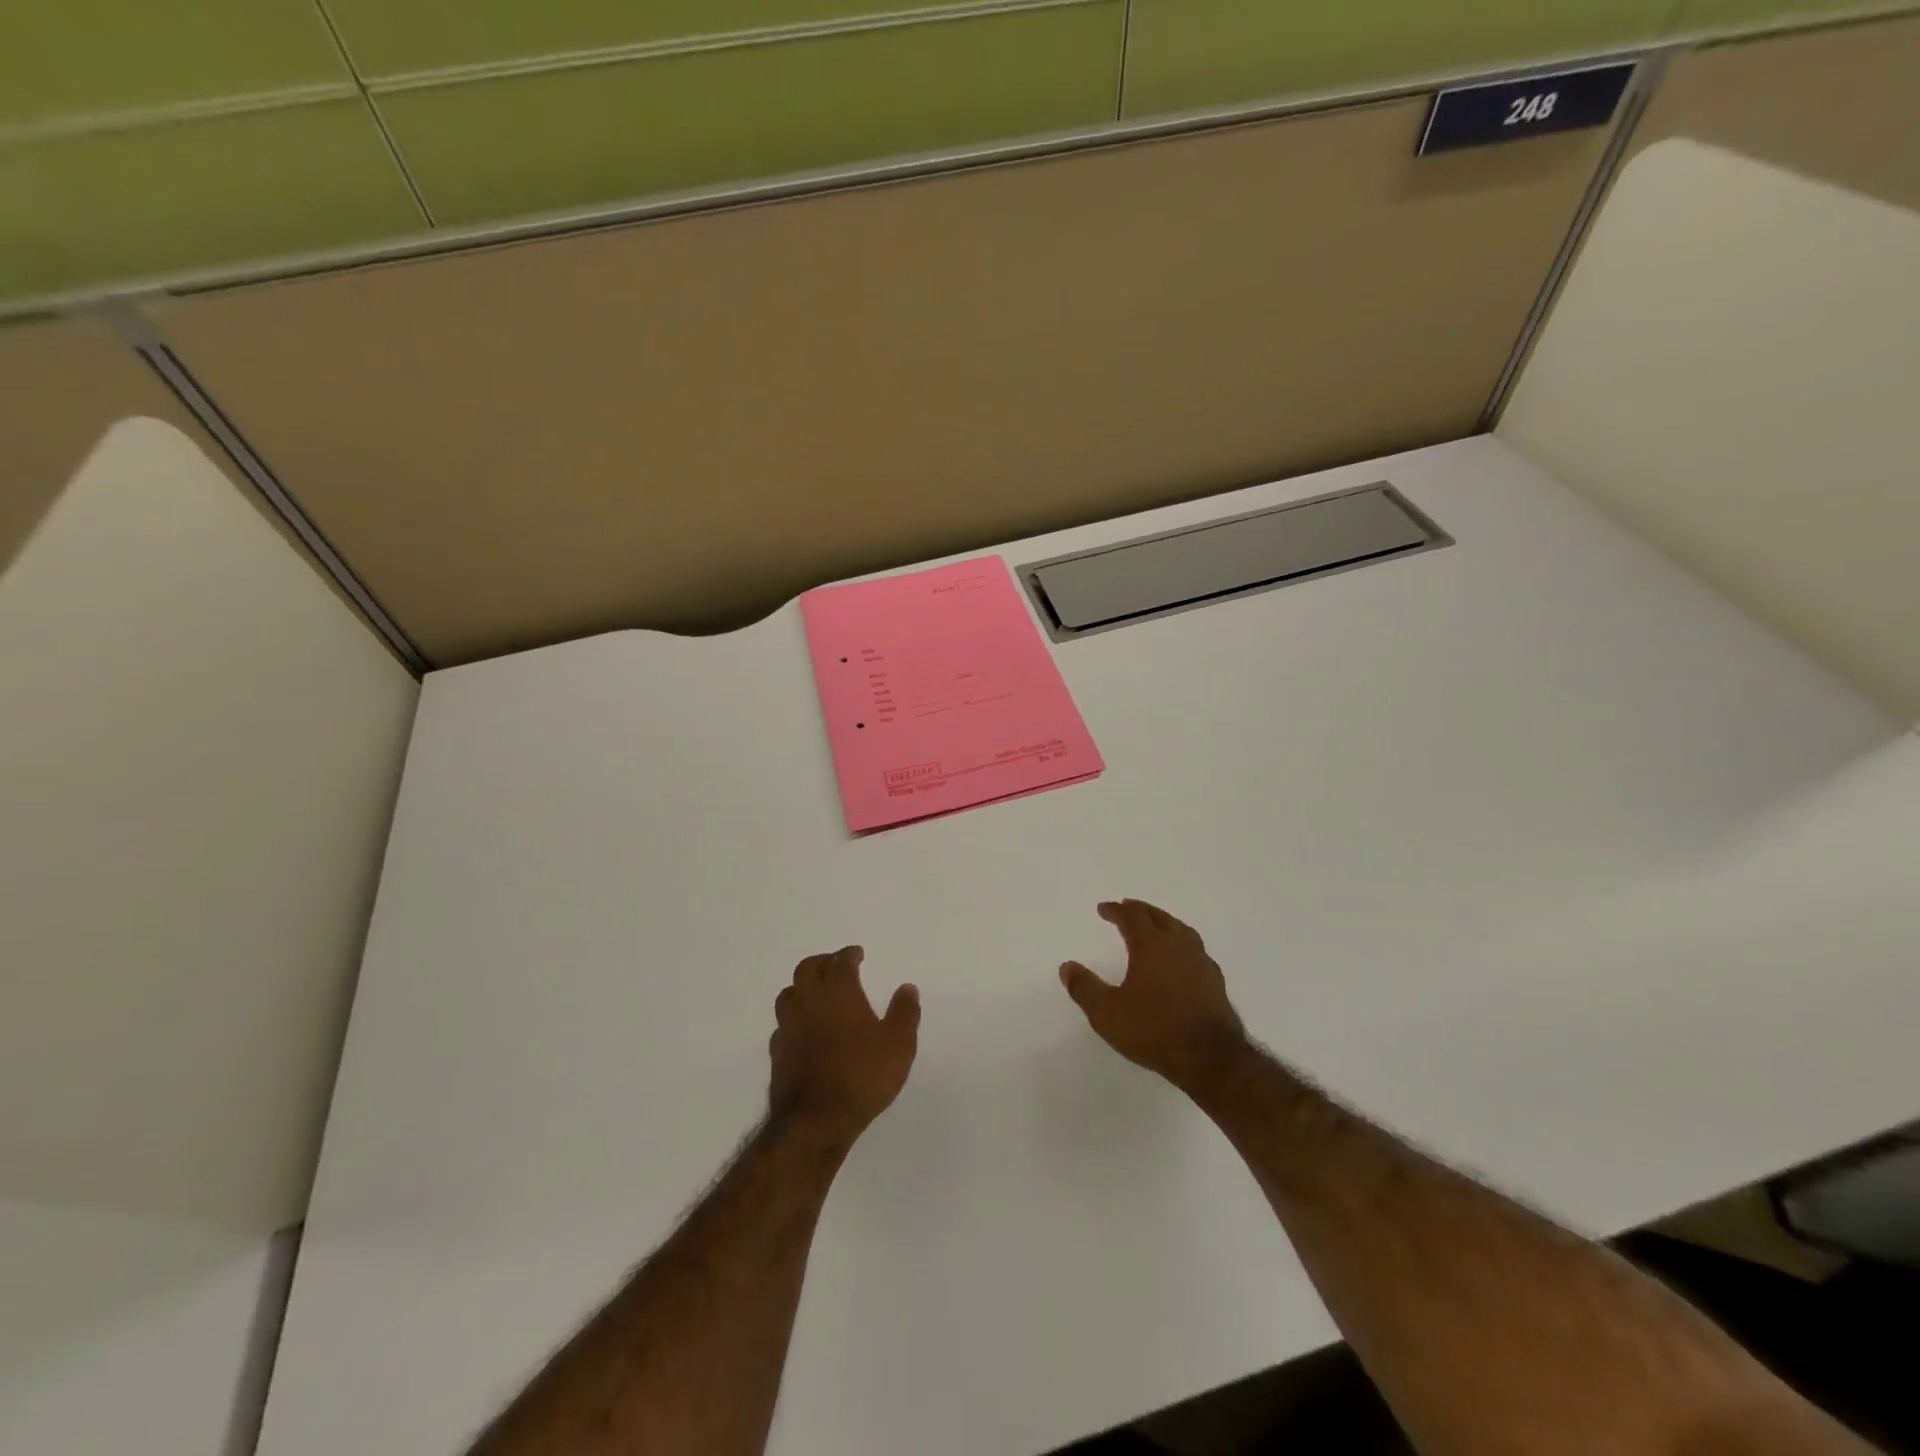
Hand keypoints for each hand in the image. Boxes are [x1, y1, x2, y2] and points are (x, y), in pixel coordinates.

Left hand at [770, 947, 918, 1143]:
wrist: (816, 1121)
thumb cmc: (862, 1076)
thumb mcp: (898, 1045)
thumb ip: (904, 1013)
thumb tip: (908, 988)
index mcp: (838, 992)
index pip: (840, 962)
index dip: (849, 955)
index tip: (857, 954)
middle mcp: (809, 1001)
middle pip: (807, 969)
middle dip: (822, 962)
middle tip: (835, 965)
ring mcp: (789, 1027)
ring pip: (788, 993)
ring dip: (802, 987)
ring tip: (815, 992)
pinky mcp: (777, 1053)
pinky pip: (782, 1025)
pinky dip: (793, 1019)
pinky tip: (802, 1029)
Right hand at [1060, 900, 1247, 1094]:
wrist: (1210, 1058)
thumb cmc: (1154, 1030)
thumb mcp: (1107, 1013)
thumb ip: (1084, 988)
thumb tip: (1067, 966)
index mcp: (1151, 946)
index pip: (1132, 917)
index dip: (1116, 910)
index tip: (1103, 908)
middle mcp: (1178, 946)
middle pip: (1159, 917)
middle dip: (1140, 910)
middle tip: (1128, 907)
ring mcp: (1201, 962)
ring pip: (1181, 930)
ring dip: (1164, 922)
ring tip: (1156, 926)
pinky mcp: (1215, 981)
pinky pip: (1196, 950)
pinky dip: (1182, 944)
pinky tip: (1181, 958)